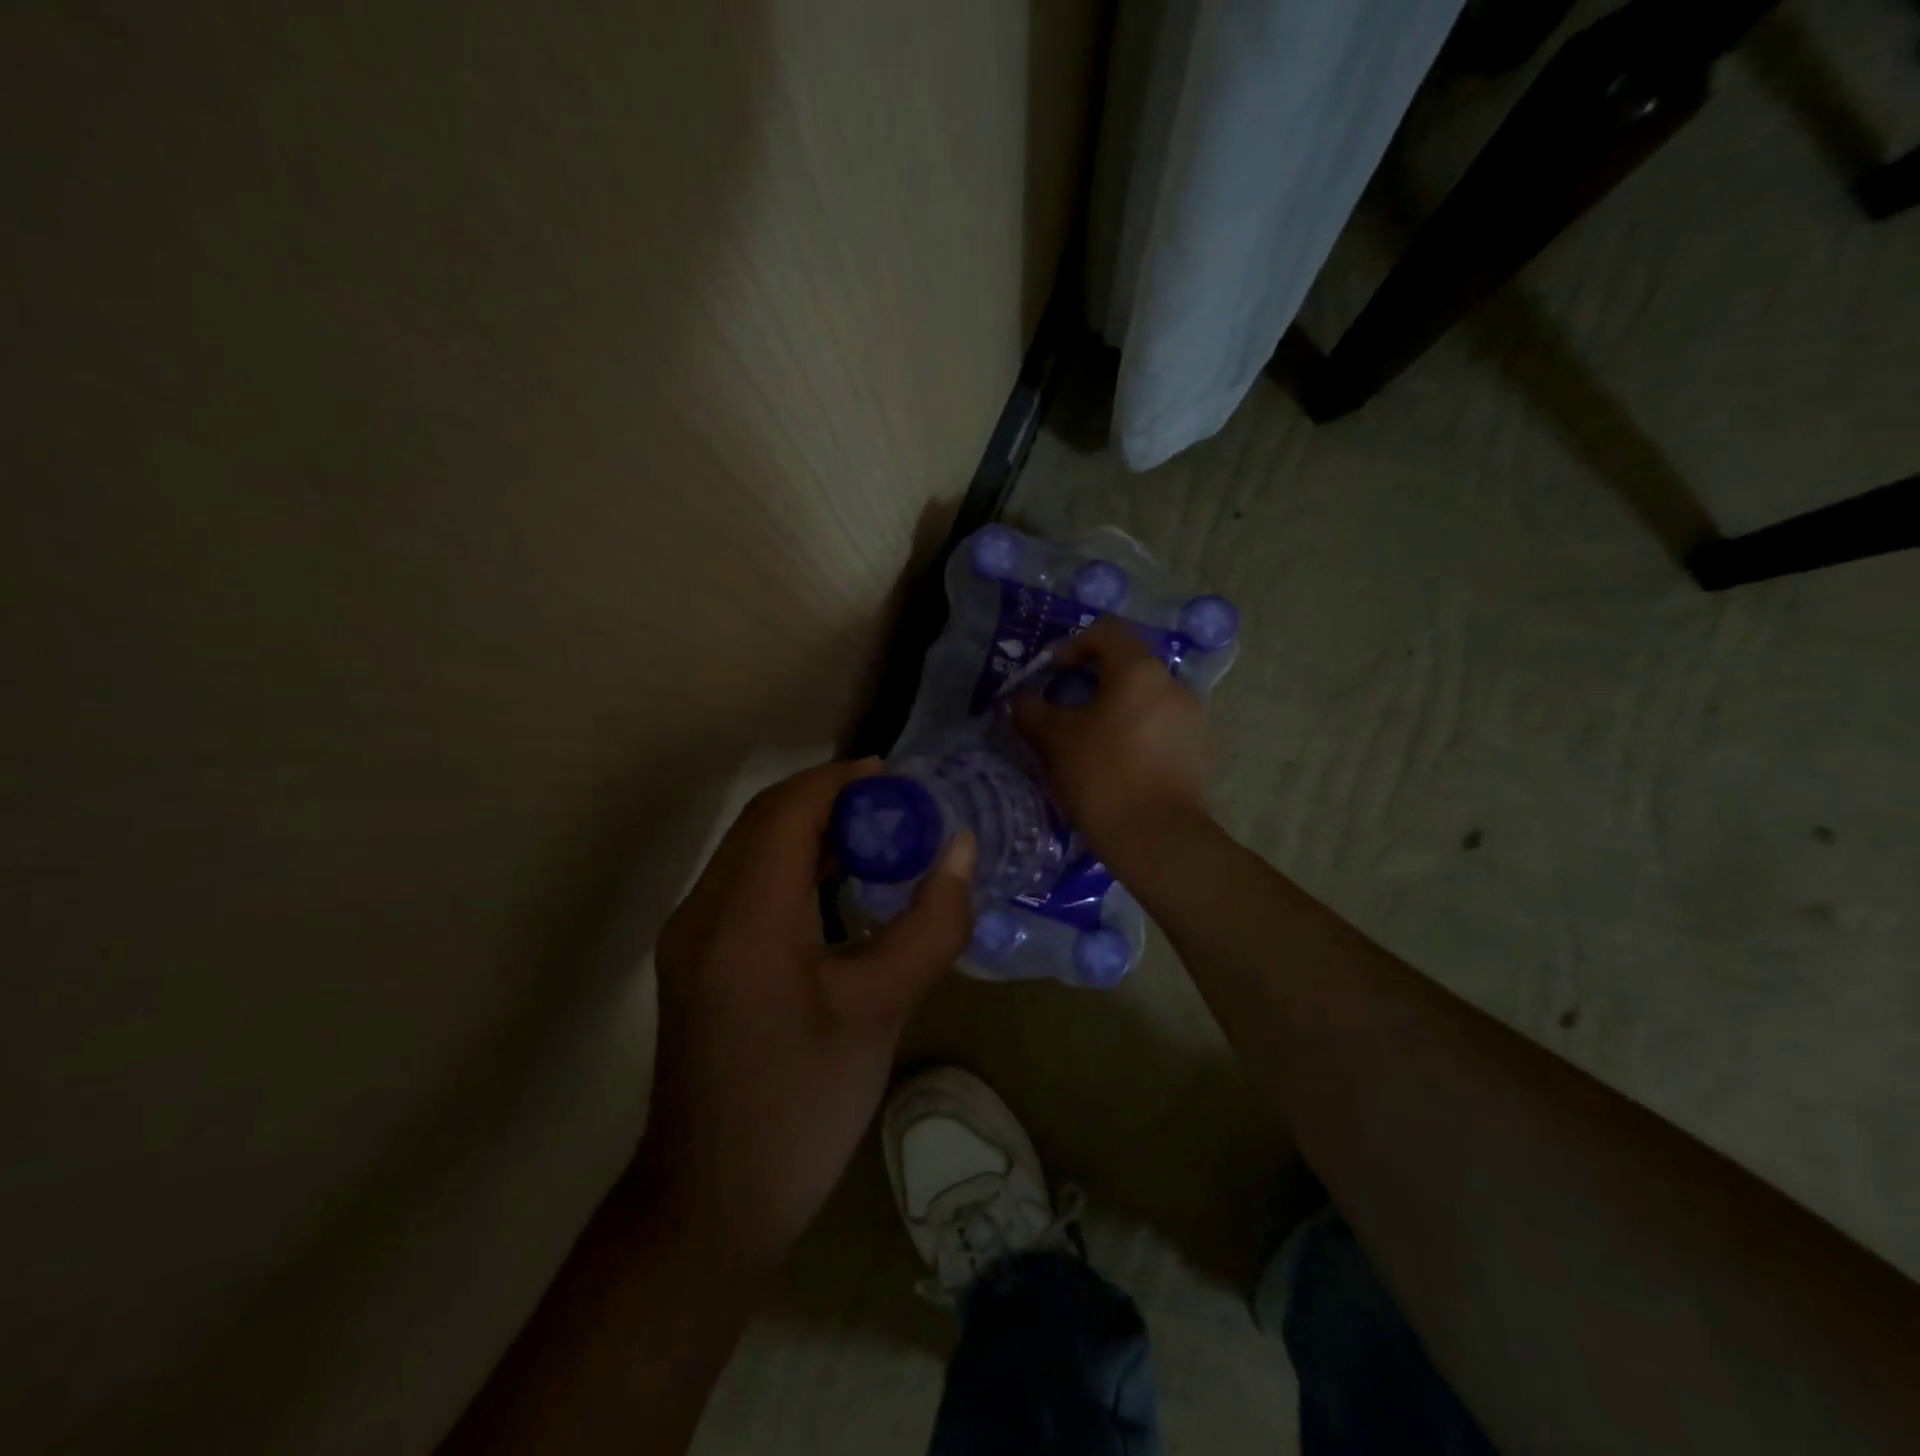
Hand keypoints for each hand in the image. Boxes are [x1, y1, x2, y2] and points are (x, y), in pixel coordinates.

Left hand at [633, 759, 975, 1275]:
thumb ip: (930, 925)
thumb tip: (960, 851)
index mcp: (744, 921)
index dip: (842, 781)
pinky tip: (836, 883)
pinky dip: (790, 862)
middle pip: (764, 820)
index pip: (788, 812)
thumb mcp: (881, 1013)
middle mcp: (703, 912)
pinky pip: (744, 881)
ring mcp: (690, 935)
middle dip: (830, 798)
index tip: (900, 778)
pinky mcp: (694, 957)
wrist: (711, 1204)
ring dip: (810, 828)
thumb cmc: (803, 1109)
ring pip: (751, 847)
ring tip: (877, 834)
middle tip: (898, 806)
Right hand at [1013, 617, 1216, 857]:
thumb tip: (1018, 702)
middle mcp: (1173, 684)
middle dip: (1095, 681)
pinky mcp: (1200, 751)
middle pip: (1129, 666)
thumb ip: (1030, 711)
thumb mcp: (1053, 740)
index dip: (1073, 644)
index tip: (1052, 673)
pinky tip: (1122, 765)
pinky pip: (1163, 728)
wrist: (1155, 837)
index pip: (1106, 631)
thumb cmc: (1101, 775)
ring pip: (1147, 699)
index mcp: (1139, 670)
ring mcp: (1193, 718)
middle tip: (1068, 709)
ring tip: (1094, 741)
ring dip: (1118, 709)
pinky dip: (1139, 734)